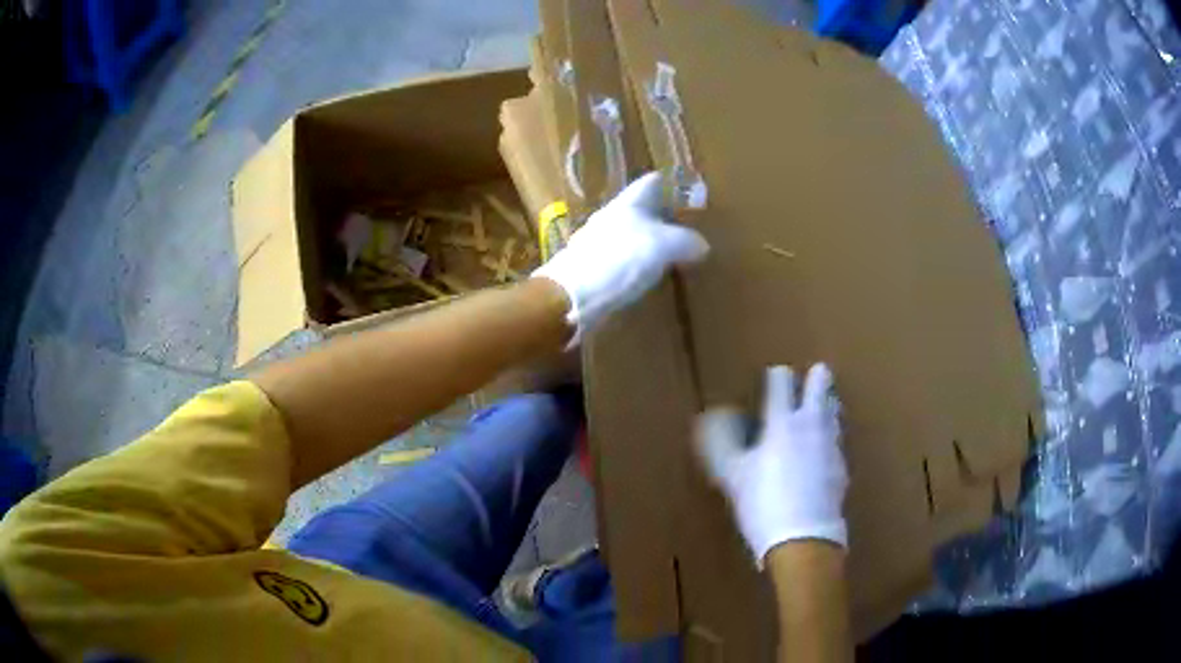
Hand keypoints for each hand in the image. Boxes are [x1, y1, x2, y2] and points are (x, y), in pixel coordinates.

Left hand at [531, 172, 708, 344]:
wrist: (573, 297)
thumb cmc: (620, 260)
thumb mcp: (663, 245)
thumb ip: (685, 241)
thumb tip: (701, 245)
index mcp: (627, 204)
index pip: (652, 183)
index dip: (673, 184)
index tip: (693, 192)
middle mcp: (612, 218)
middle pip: (642, 209)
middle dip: (665, 216)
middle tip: (691, 227)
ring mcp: (600, 244)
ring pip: (633, 235)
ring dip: (653, 242)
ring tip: (677, 254)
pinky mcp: (595, 270)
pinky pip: (625, 260)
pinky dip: (641, 264)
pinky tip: (652, 277)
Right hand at [695, 364, 847, 565]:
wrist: (803, 537)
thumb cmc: (762, 502)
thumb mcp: (733, 475)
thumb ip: (721, 444)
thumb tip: (711, 419)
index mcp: (783, 423)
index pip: (782, 388)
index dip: (778, 378)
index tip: (776, 373)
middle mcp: (811, 427)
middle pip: (819, 393)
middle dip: (818, 379)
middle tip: (820, 370)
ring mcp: (830, 447)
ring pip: (833, 416)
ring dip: (830, 404)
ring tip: (829, 400)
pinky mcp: (841, 469)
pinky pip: (836, 443)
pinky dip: (831, 436)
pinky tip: (828, 446)